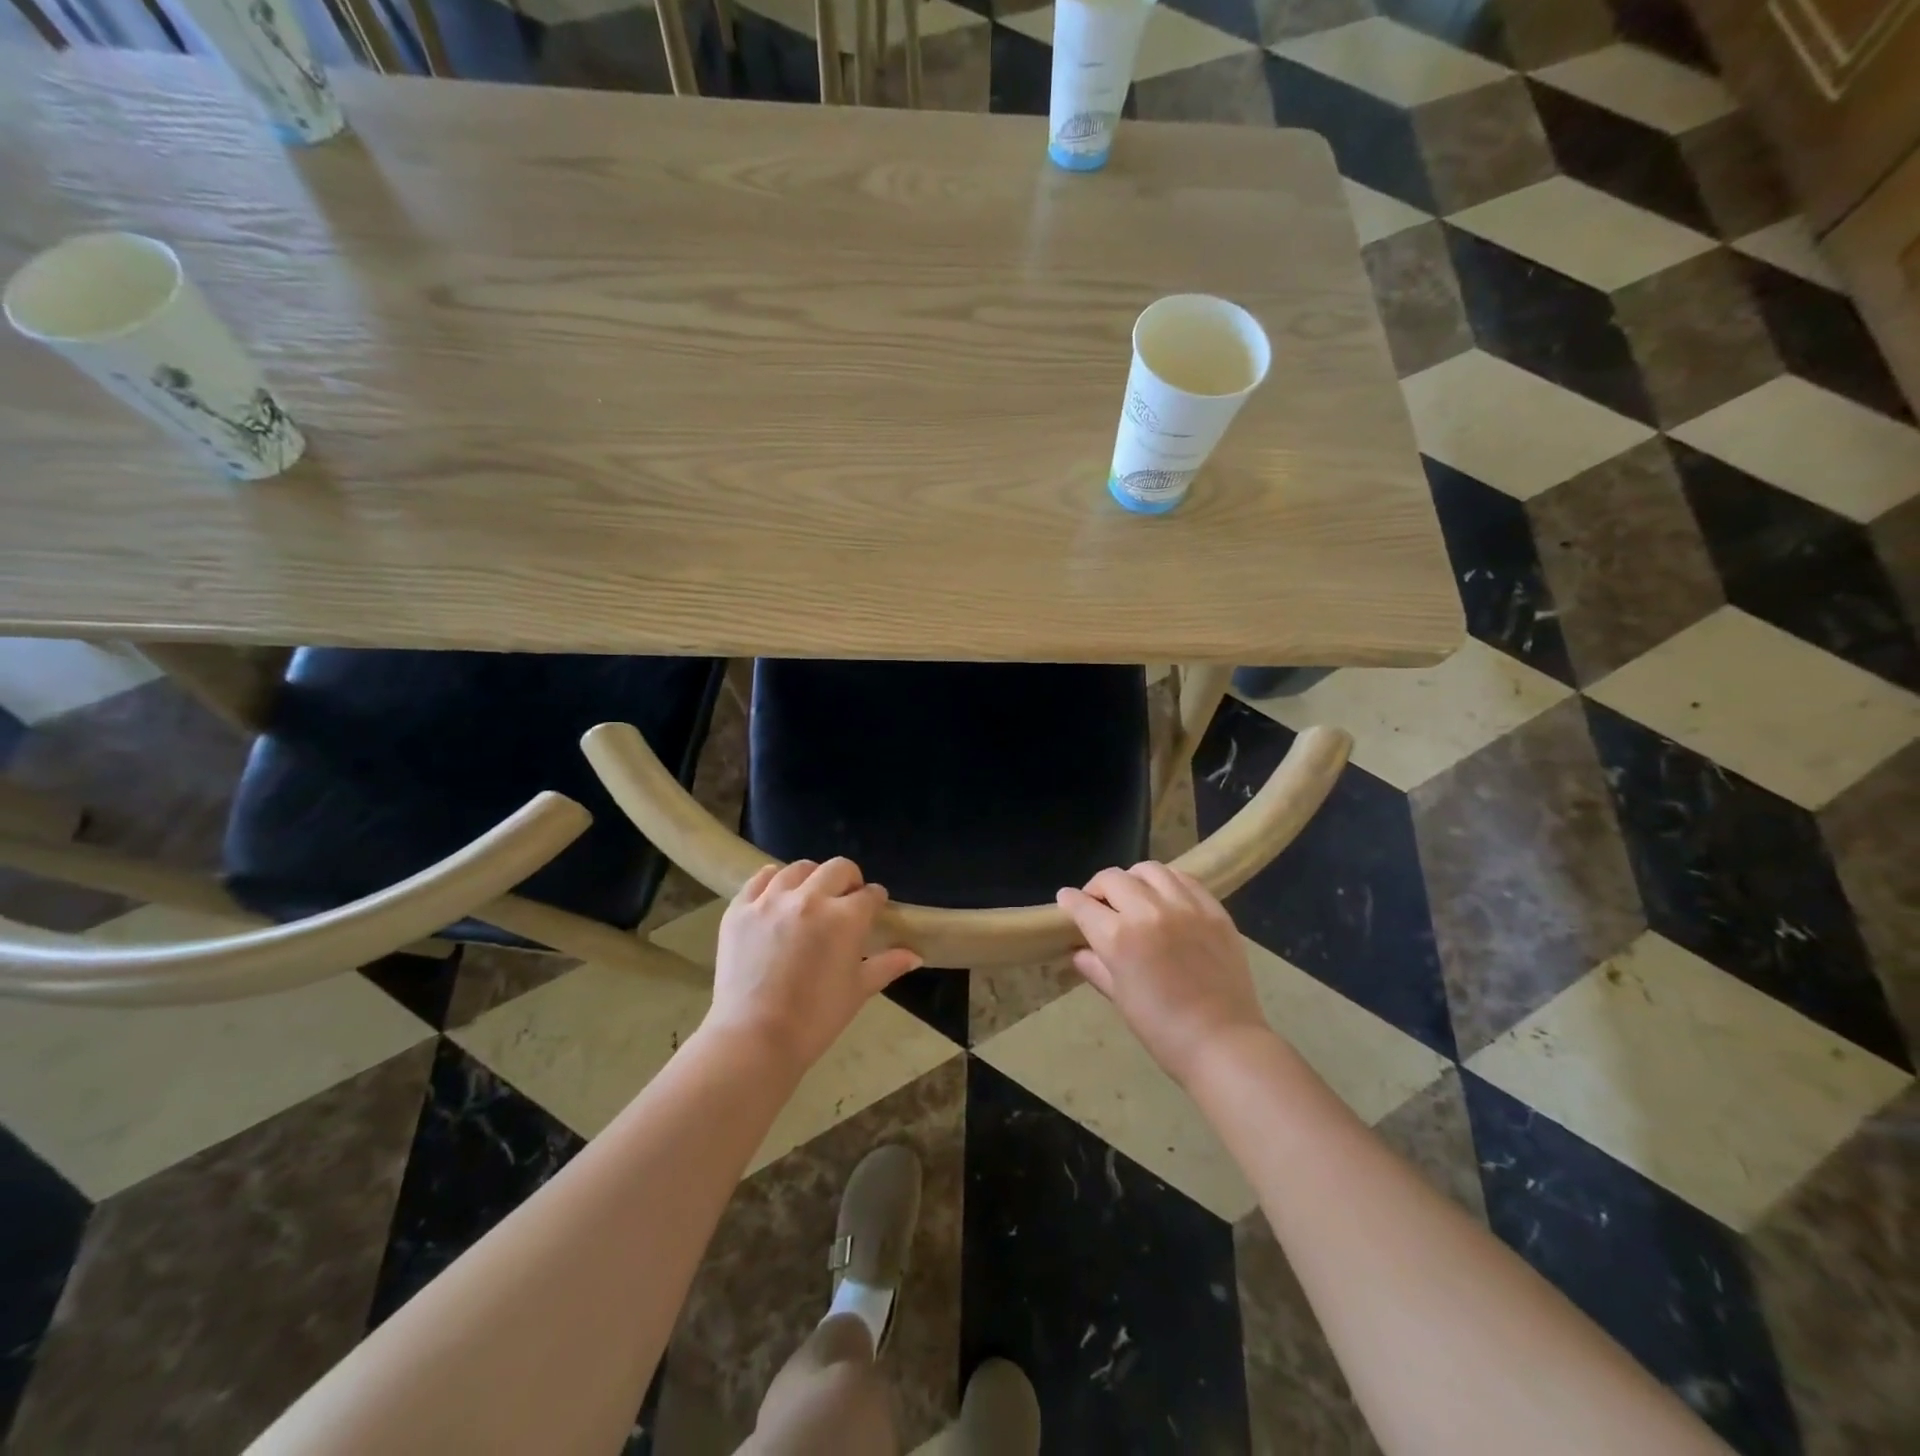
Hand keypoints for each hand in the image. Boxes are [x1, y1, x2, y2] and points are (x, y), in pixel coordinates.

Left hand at [708, 858, 922, 1075]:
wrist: (754, 1039)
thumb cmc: (815, 1019)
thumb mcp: (858, 991)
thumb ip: (887, 965)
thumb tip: (915, 956)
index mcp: (844, 918)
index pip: (869, 894)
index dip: (875, 900)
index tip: (874, 908)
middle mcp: (810, 898)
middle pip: (838, 869)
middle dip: (849, 880)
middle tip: (846, 901)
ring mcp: (771, 900)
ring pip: (799, 869)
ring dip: (812, 878)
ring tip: (810, 897)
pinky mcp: (740, 909)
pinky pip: (760, 879)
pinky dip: (772, 881)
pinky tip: (777, 895)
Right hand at [1057, 863, 1269, 1086]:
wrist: (1223, 1042)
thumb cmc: (1162, 1029)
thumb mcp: (1120, 998)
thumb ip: (1096, 967)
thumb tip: (1079, 951)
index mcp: (1119, 937)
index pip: (1083, 905)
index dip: (1069, 900)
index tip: (1066, 900)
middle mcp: (1149, 911)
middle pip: (1113, 878)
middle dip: (1098, 887)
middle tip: (1100, 903)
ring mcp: (1185, 907)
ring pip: (1150, 870)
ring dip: (1133, 879)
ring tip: (1135, 895)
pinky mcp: (1214, 910)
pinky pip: (1185, 879)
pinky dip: (1169, 882)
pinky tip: (1167, 898)